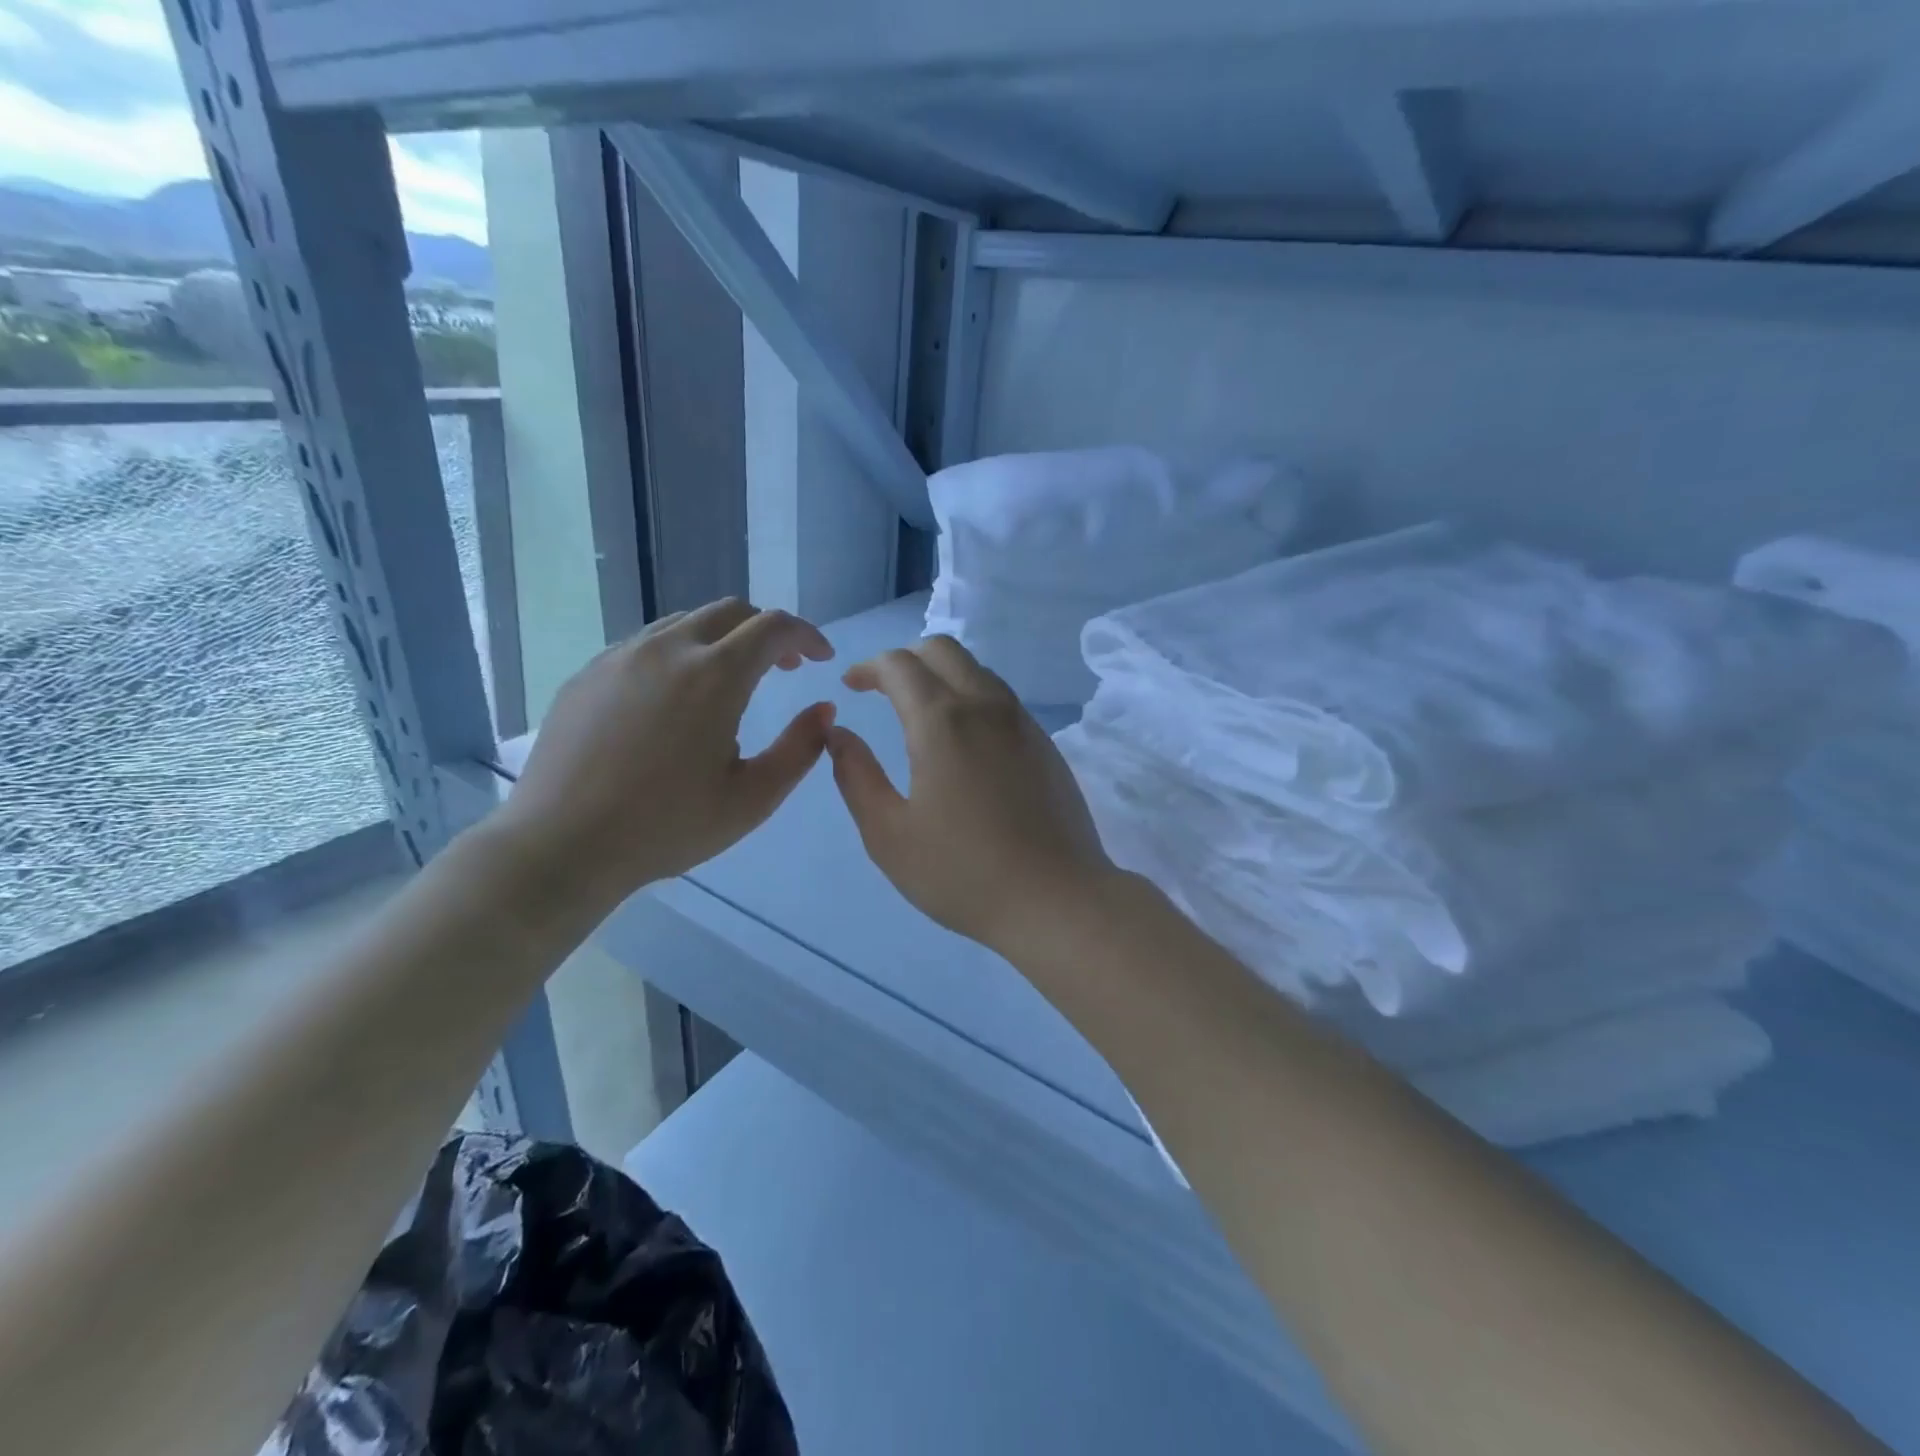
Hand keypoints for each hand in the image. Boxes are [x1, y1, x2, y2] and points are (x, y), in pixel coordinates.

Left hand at [497, 600, 834, 909]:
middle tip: (783, 668)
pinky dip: (679, 655)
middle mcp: (668, 650)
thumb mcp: (752, 798)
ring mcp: (620, 656)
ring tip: (730, 682)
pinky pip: (645, 644)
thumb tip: (824, 709)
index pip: (774, 627)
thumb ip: (799, 748)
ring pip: (685, 623)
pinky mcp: (588, 673)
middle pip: (731, 612)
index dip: (806, 636)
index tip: (821, 659)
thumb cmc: (666, 827)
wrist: (561, 844)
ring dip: (722, 640)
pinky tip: (674, 700)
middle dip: (766, 631)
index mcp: (715, 676)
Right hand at [827, 636, 1119, 957]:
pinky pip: (1002, 699)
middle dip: (906, 658)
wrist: (1057, 899)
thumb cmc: (963, 872)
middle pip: (944, 649)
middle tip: (882, 690)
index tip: (851, 685)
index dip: (868, 666)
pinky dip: (971, 697)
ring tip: (920, 713)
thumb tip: (839, 735)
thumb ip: (856, 777)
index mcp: (942, 721)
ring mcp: (1023, 723)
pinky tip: (964, 742)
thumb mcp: (889, 834)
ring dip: (942, 675)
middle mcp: (986, 706)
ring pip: (978, 670)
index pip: (900, 664)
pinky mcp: (1046, 745)